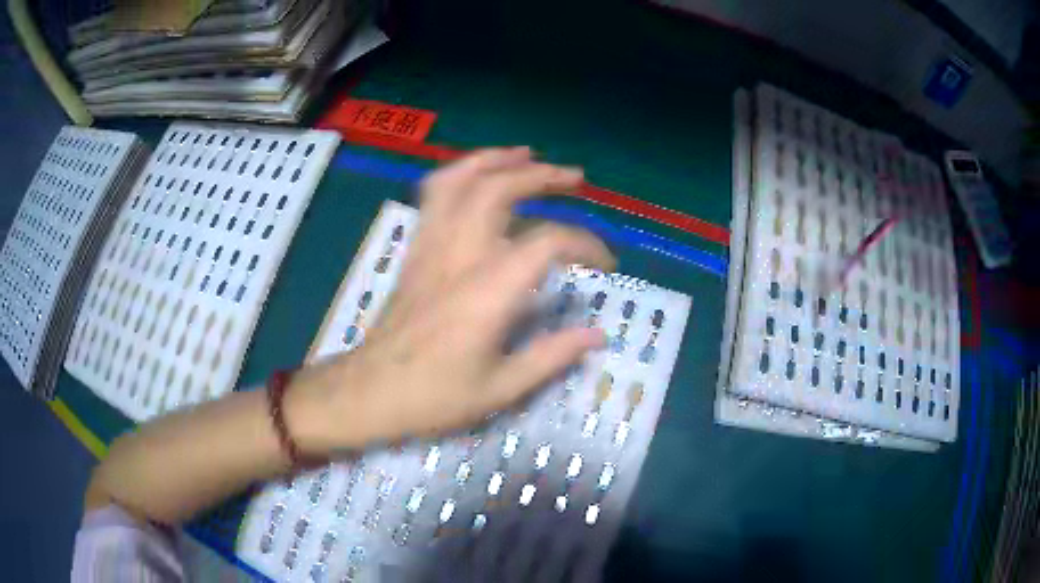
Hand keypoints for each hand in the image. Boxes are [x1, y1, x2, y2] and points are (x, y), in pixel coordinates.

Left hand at [289, 147, 614, 451]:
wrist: (370, 392)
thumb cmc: (434, 396)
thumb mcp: (500, 389)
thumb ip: (551, 357)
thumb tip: (596, 334)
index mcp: (487, 293)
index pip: (546, 243)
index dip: (584, 244)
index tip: (605, 263)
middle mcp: (458, 257)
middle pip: (499, 191)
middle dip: (543, 177)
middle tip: (576, 180)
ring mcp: (431, 248)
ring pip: (460, 181)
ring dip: (497, 161)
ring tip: (527, 156)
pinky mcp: (415, 250)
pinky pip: (432, 197)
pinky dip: (458, 174)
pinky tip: (477, 174)